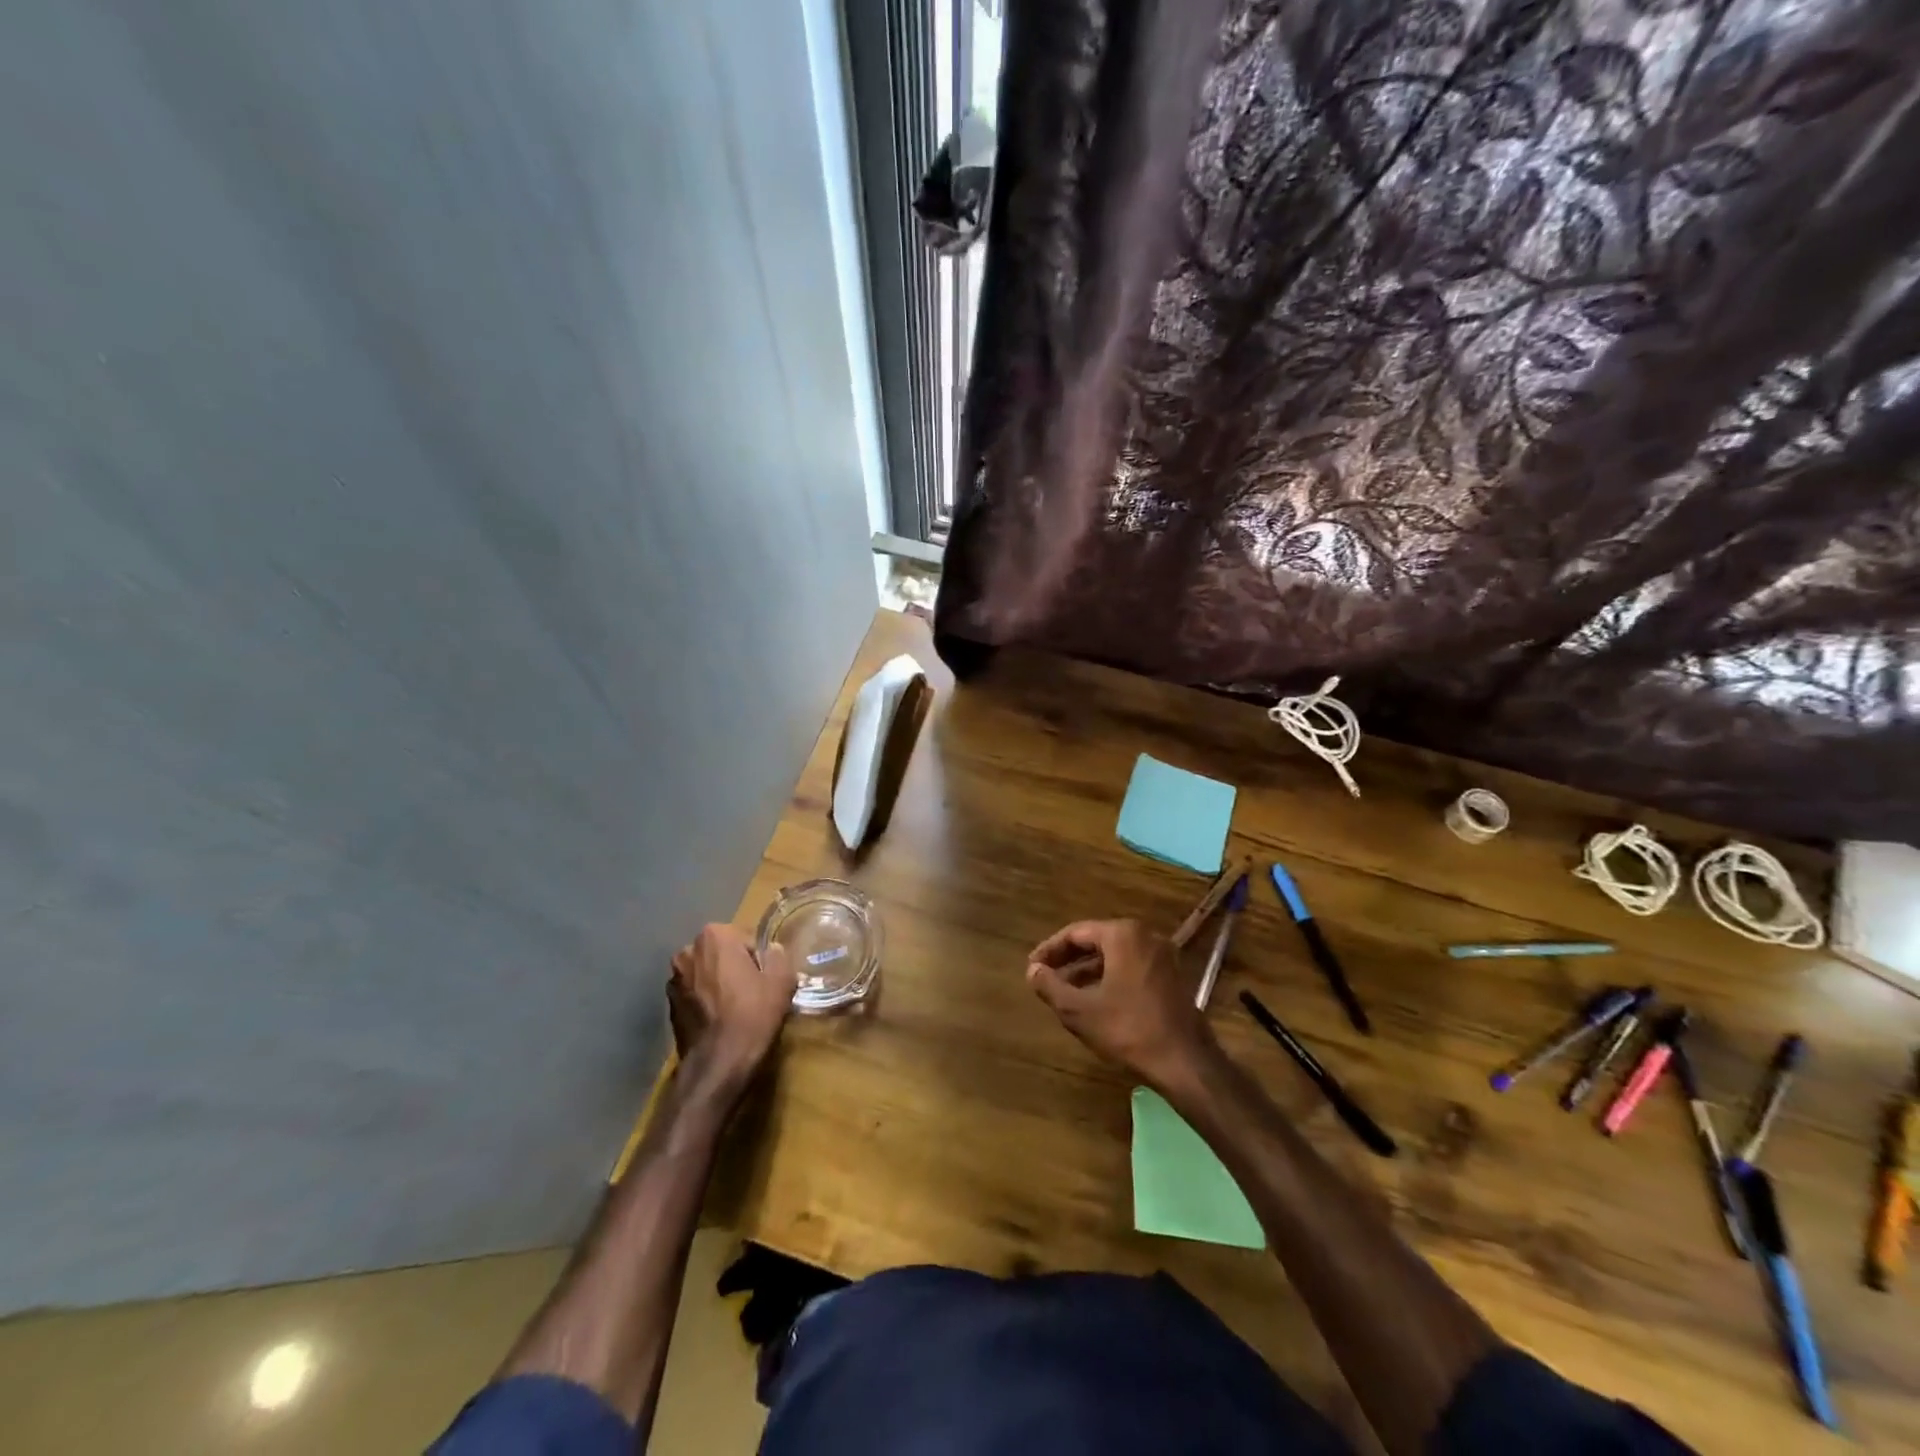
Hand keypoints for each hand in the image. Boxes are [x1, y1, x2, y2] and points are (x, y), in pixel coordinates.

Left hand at [667, 925, 796, 1091]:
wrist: (717, 1065)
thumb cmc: (752, 1015)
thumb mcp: (781, 981)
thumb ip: (778, 956)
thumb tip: (771, 951)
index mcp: (714, 936)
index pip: (745, 938)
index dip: (759, 959)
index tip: (765, 979)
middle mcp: (687, 951)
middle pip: (722, 953)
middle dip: (735, 966)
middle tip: (753, 992)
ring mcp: (673, 980)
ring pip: (707, 974)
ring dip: (719, 983)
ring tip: (735, 1009)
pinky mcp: (668, 1006)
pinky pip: (695, 995)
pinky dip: (706, 1001)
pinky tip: (719, 1021)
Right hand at [1026, 919, 1217, 1090]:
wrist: (1185, 1062)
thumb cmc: (1128, 1029)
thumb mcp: (1079, 1011)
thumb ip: (1050, 986)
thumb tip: (1033, 971)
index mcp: (1122, 935)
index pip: (1075, 933)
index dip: (1049, 950)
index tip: (1032, 967)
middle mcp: (1145, 936)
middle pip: (1096, 941)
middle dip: (1069, 960)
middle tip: (1045, 977)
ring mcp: (1163, 956)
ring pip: (1114, 956)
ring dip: (1088, 971)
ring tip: (1064, 991)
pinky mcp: (1172, 977)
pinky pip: (1131, 967)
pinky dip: (1109, 978)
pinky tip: (1095, 1000)